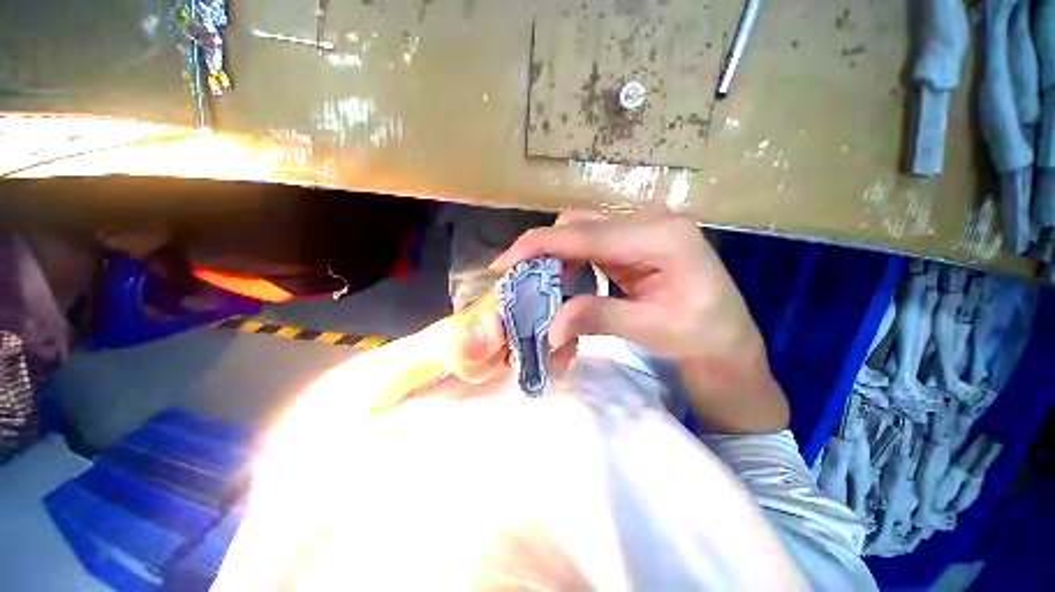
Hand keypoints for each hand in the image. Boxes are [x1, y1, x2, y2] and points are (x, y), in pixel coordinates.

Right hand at [492, 208, 787, 432]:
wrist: (726, 335)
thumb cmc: (700, 333)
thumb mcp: (651, 328)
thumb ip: (599, 317)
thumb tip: (550, 328)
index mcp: (660, 236)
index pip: (585, 234)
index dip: (538, 246)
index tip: (504, 263)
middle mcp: (648, 221)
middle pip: (579, 224)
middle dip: (544, 252)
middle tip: (524, 284)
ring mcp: (642, 227)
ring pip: (581, 230)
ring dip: (556, 257)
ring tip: (544, 286)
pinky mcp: (635, 239)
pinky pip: (591, 241)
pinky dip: (571, 260)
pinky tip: (567, 280)